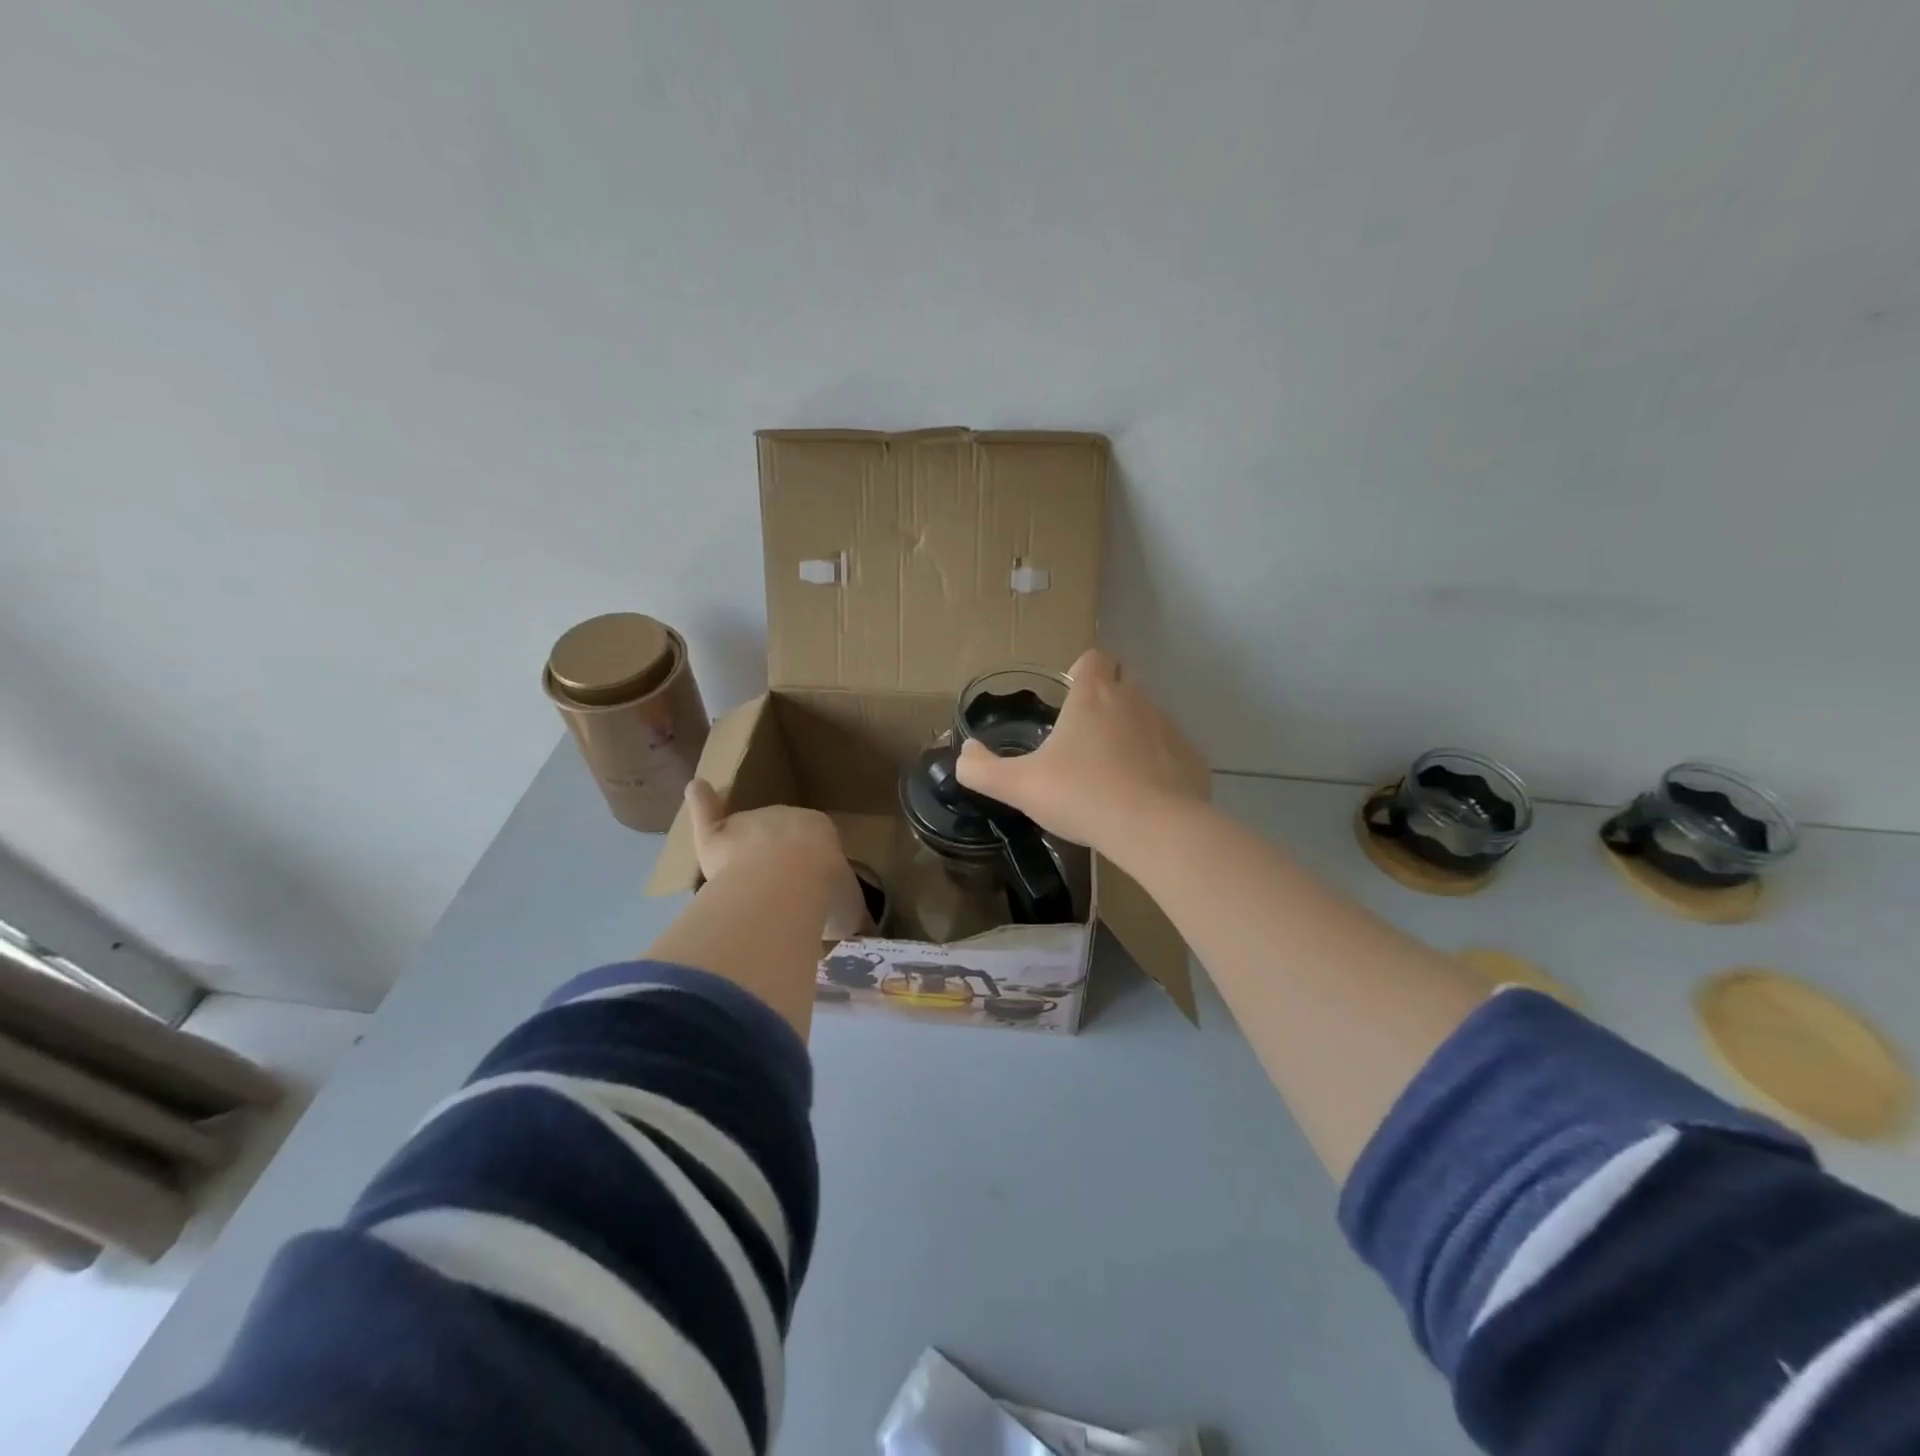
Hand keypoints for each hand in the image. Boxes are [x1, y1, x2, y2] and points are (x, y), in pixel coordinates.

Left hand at [683, 781, 871, 938]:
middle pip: (778, 837)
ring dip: (744, 847)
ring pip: (744, 833)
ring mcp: (748, 822)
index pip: (815, 843)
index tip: (809, 887)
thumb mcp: (849, 910)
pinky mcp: (716, 835)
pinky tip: (697, 788)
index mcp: (821, 830)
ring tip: (743, 873)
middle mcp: (785, 816)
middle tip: (776, 892)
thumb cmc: (823, 891)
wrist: (784, 883)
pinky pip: (707, 813)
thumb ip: (847, 914)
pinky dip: (701, 801)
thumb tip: (857, 927)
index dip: (811, 865)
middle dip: (777, 860)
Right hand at [954, 648, 1208, 854]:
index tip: (1071, 697)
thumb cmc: (1081, 795)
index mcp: (1093, 697)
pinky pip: (1171, 751)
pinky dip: (1158, 764)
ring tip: (1113, 773)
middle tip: (1086, 737)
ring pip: (1148, 716)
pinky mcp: (1192, 758)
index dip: (1082, 671)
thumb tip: (964, 754)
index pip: (1094, 658)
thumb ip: (982, 769)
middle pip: (1123, 681)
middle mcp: (1134, 700)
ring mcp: (1168, 727)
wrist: (1153, 829)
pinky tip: (1144, 796)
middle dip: (1107, 698)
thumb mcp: (1019, 786)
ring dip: (1132, 733)